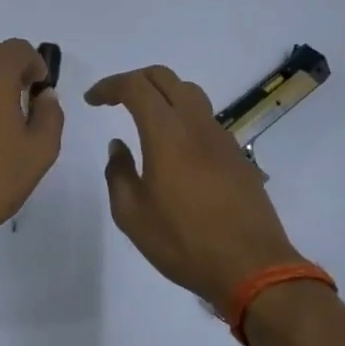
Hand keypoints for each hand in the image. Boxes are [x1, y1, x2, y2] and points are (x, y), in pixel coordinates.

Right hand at [86, 65, 305, 308]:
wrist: (252, 266)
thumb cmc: (184, 242)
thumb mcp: (132, 215)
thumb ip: (118, 174)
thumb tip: (118, 146)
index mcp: (167, 133)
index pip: (136, 86)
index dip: (110, 86)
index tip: (92, 101)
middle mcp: (196, 125)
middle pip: (165, 78)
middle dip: (135, 80)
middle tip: (115, 99)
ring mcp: (221, 138)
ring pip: (190, 95)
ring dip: (162, 95)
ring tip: (144, 118)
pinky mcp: (237, 155)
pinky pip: (205, 120)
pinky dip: (182, 118)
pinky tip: (174, 149)